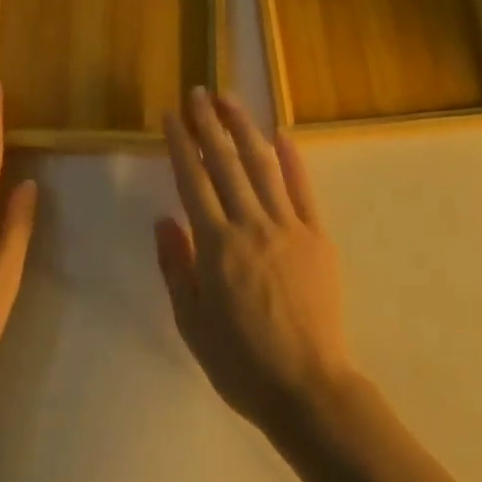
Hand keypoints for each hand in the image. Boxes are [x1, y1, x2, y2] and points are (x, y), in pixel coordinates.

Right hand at [156, 89, 359, 435]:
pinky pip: (302, 189)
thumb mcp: (191, 323)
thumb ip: (176, 267)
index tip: (173, 116)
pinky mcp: (317, 236)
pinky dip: (292, 159)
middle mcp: (250, 225)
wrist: (308, 388)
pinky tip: (281, 134)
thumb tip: (164, 219)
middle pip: (225, 163)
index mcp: (215, 245)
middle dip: (209, 124)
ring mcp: (288, 227)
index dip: (181, 145)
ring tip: (230, 100)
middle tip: (198, 93)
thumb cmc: (241, 363)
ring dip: (244, 128)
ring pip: (262, 166)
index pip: (193, 181)